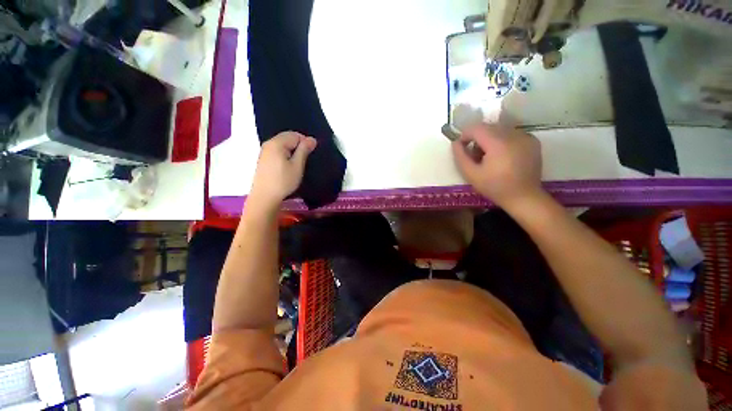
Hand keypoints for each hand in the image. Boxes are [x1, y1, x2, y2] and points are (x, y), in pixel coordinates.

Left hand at [249, 131, 316, 206]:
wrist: (265, 197)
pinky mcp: (264, 159)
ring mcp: (264, 151)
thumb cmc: (283, 181)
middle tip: (304, 160)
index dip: (305, 143)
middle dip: (298, 146)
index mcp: (277, 143)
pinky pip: (277, 150)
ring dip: (292, 151)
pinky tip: (287, 166)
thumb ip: (304, 150)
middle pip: (287, 137)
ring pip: (283, 144)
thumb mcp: (297, 166)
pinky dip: (285, 154)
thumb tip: (312, 139)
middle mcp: (269, 143)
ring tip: (297, 164)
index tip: (309, 155)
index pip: (295, 135)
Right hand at [452, 123, 542, 208]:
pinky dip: (503, 140)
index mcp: (498, 143)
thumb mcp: (471, 174)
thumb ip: (460, 156)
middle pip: (488, 127)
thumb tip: (455, 143)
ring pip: (500, 129)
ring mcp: (525, 136)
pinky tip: (502, 156)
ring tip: (489, 156)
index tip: (462, 146)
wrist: (524, 197)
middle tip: (475, 155)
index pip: (477, 128)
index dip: (465, 134)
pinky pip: (511, 134)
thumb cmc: (494, 187)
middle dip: (477, 138)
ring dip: (490, 139)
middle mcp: (513, 134)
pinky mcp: (532, 141)